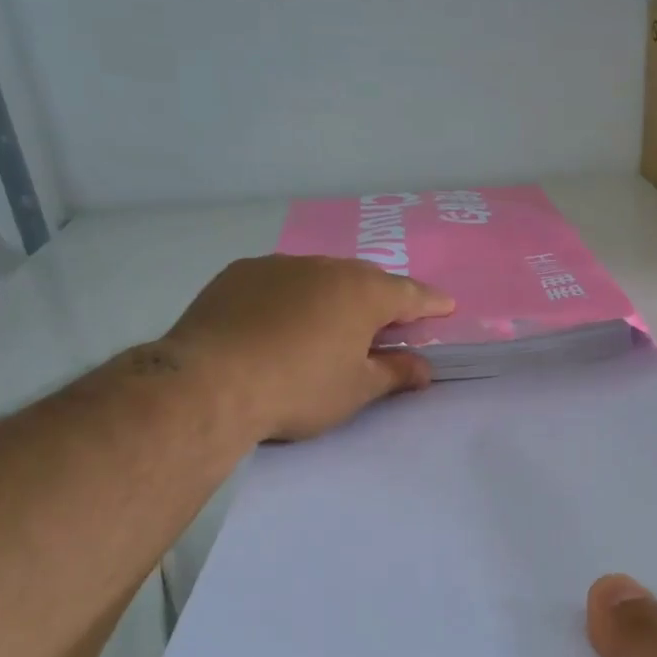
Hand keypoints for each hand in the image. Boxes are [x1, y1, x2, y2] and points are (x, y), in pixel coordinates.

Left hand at [163, 255, 453, 441]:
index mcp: (362, 293)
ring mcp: (278, 266)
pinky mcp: (238, 274)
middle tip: (387, 321)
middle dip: (381, 298)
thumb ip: (394, 374)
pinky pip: (280, 281)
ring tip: (330, 322)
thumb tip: (423, 368)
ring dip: (333, 295)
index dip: (431, 303)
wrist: (210, 384)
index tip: (446, 308)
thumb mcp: (356, 390)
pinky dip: (292, 296)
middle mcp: (324, 267)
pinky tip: (280, 322)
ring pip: (320, 276)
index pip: (410, 294)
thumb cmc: (298, 389)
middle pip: (365, 279)